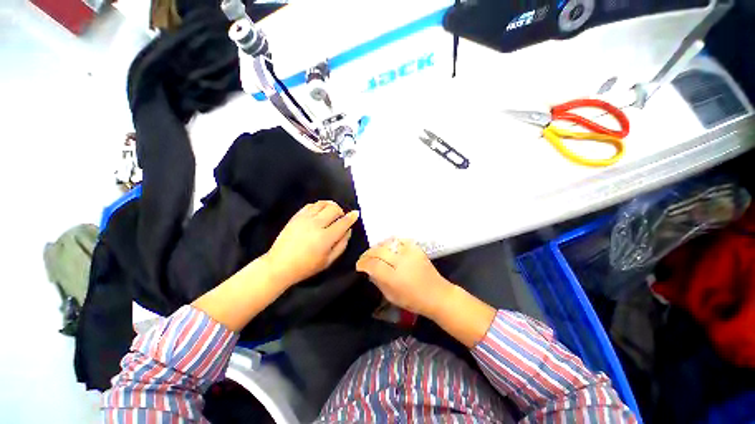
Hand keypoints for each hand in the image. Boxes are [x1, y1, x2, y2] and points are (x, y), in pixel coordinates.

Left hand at [264, 201, 358, 287]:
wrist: (279, 265)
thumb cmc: (306, 266)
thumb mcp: (328, 261)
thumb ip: (341, 245)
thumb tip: (348, 231)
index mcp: (326, 237)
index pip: (343, 222)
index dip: (352, 217)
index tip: (356, 213)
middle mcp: (316, 224)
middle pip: (334, 209)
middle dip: (341, 211)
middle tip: (341, 217)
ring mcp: (305, 219)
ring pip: (322, 204)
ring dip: (330, 206)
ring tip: (331, 213)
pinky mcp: (296, 216)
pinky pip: (311, 205)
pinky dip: (318, 206)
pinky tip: (319, 213)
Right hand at [356, 238, 453, 318]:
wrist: (437, 294)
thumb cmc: (413, 300)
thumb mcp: (391, 296)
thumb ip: (378, 282)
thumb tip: (369, 270)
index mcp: (394, 278)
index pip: (373, 264)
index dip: (363, 263)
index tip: (359, 265)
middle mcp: (401, 262)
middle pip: (378, 251)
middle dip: (368, 254)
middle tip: (364, 258)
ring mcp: (410, 253)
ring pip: (387, 243)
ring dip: (378, 247)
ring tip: (375, 252)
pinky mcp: (416, 248)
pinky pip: (399, 240)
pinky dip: (391, 242)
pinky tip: (388, 247)